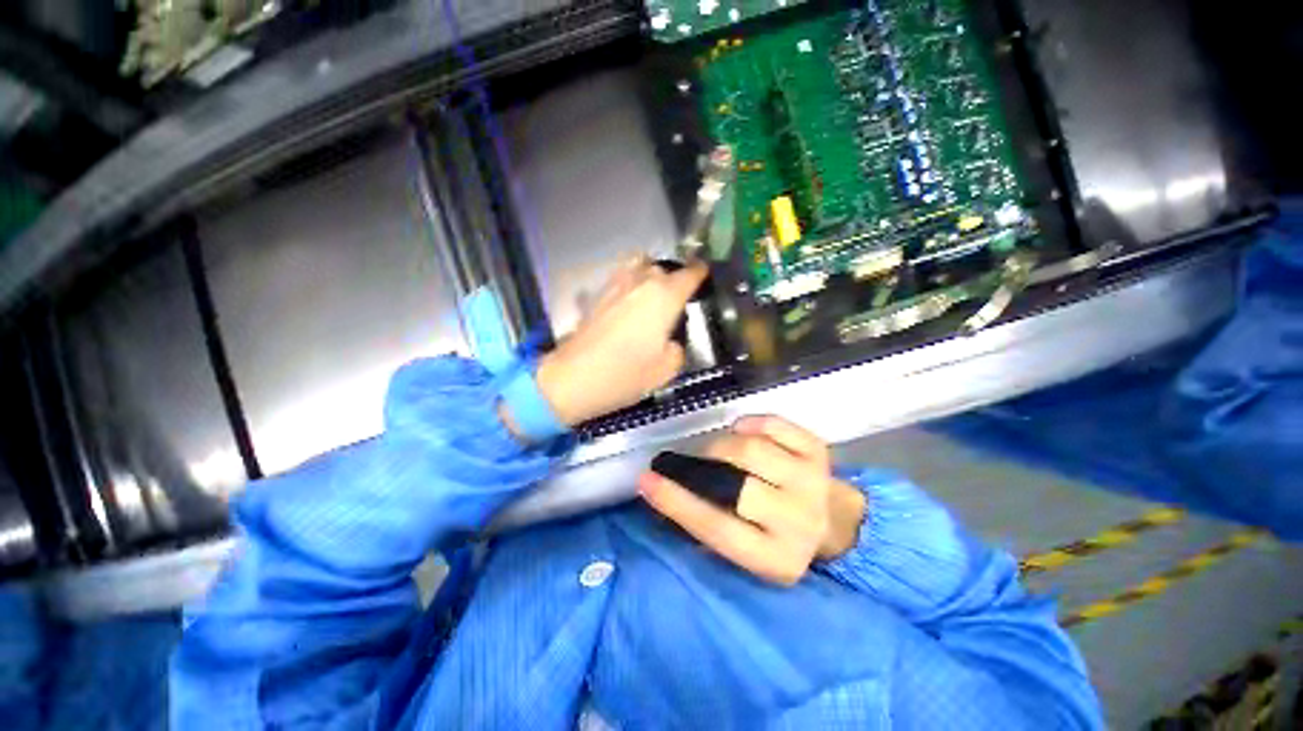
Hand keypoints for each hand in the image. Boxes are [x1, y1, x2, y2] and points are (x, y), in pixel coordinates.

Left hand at [534, 257, 708, 426]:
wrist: (574, 377)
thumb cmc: (626, 374)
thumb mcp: (666, 370)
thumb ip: (677, 349)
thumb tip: (671, 341)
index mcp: (665, 296)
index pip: (689, 274)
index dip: (699, 273)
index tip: (703, 275)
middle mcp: (641, 282)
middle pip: (662, 267)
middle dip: (672, 278)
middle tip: (676, 298)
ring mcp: (616, 285)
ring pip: (638, 266)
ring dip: (649, 275)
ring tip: (652, 295)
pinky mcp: (597, 295)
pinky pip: (620, 278)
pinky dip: (630, 284)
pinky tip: (630, 304)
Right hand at [638, 415, 866, 585]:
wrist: (835, 520)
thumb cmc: (778, 536)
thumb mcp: (746, 548)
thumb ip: (707, 527)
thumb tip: (663, 493)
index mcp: (775, 558)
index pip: (717, 529)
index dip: (677, 503)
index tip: (646, 480)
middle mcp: (798, 522)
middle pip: (738, 486)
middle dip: (704, 466)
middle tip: (693, 461)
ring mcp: (812, 482)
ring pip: (753, 450)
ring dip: (724, 444)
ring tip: (719, 450)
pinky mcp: (818, 451)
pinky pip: (775, 424)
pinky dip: (752, 422)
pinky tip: (744, 432)